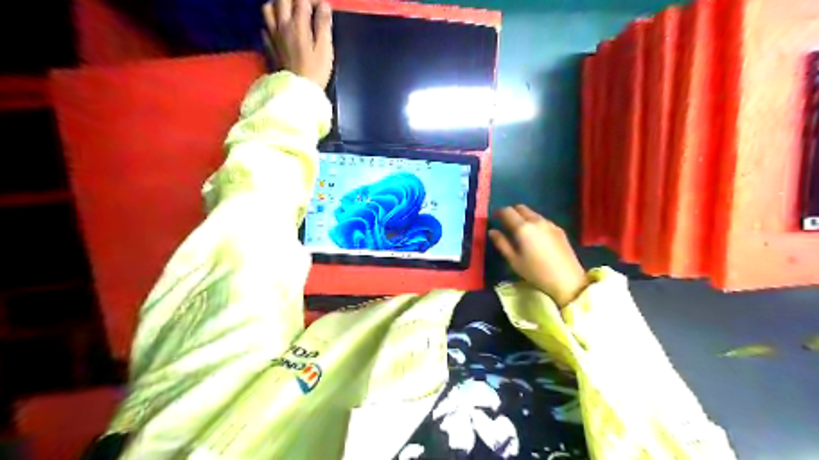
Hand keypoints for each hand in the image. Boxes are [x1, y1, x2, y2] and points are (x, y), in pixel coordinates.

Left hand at [263, 0, 331, 87]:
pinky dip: (272, 23)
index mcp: (297, 25)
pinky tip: (279, 29)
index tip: (323, 8)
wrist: (297, 92)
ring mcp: (272, 35)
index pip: (303, 0)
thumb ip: (323, 25)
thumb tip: (325, 6)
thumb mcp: (325, 49)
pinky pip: (265, 27)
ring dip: (278, 5)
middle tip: (306, 7)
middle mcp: (282, 25)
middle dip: (295, 0)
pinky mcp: (268, 47)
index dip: (314, 1)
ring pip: (268, 8)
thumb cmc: (315, 72)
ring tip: (289, 11)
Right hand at [488, 205, 585, 307]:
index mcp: (523, 228)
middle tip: (507, 223)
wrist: (567, 280)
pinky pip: (542, 220)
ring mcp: (549, 223)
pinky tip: (535, 237)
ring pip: (532, 213)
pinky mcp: (559, 229)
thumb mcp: (514, 260)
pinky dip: (535, 223)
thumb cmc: (535, 272)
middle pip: (521, 208)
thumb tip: (492, 231)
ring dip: (524, 217)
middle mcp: (536, 221)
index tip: (495, 218)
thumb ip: (501, 243)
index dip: (499, 212)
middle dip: (512, 212)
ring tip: (521, 231)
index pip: (507, 211)